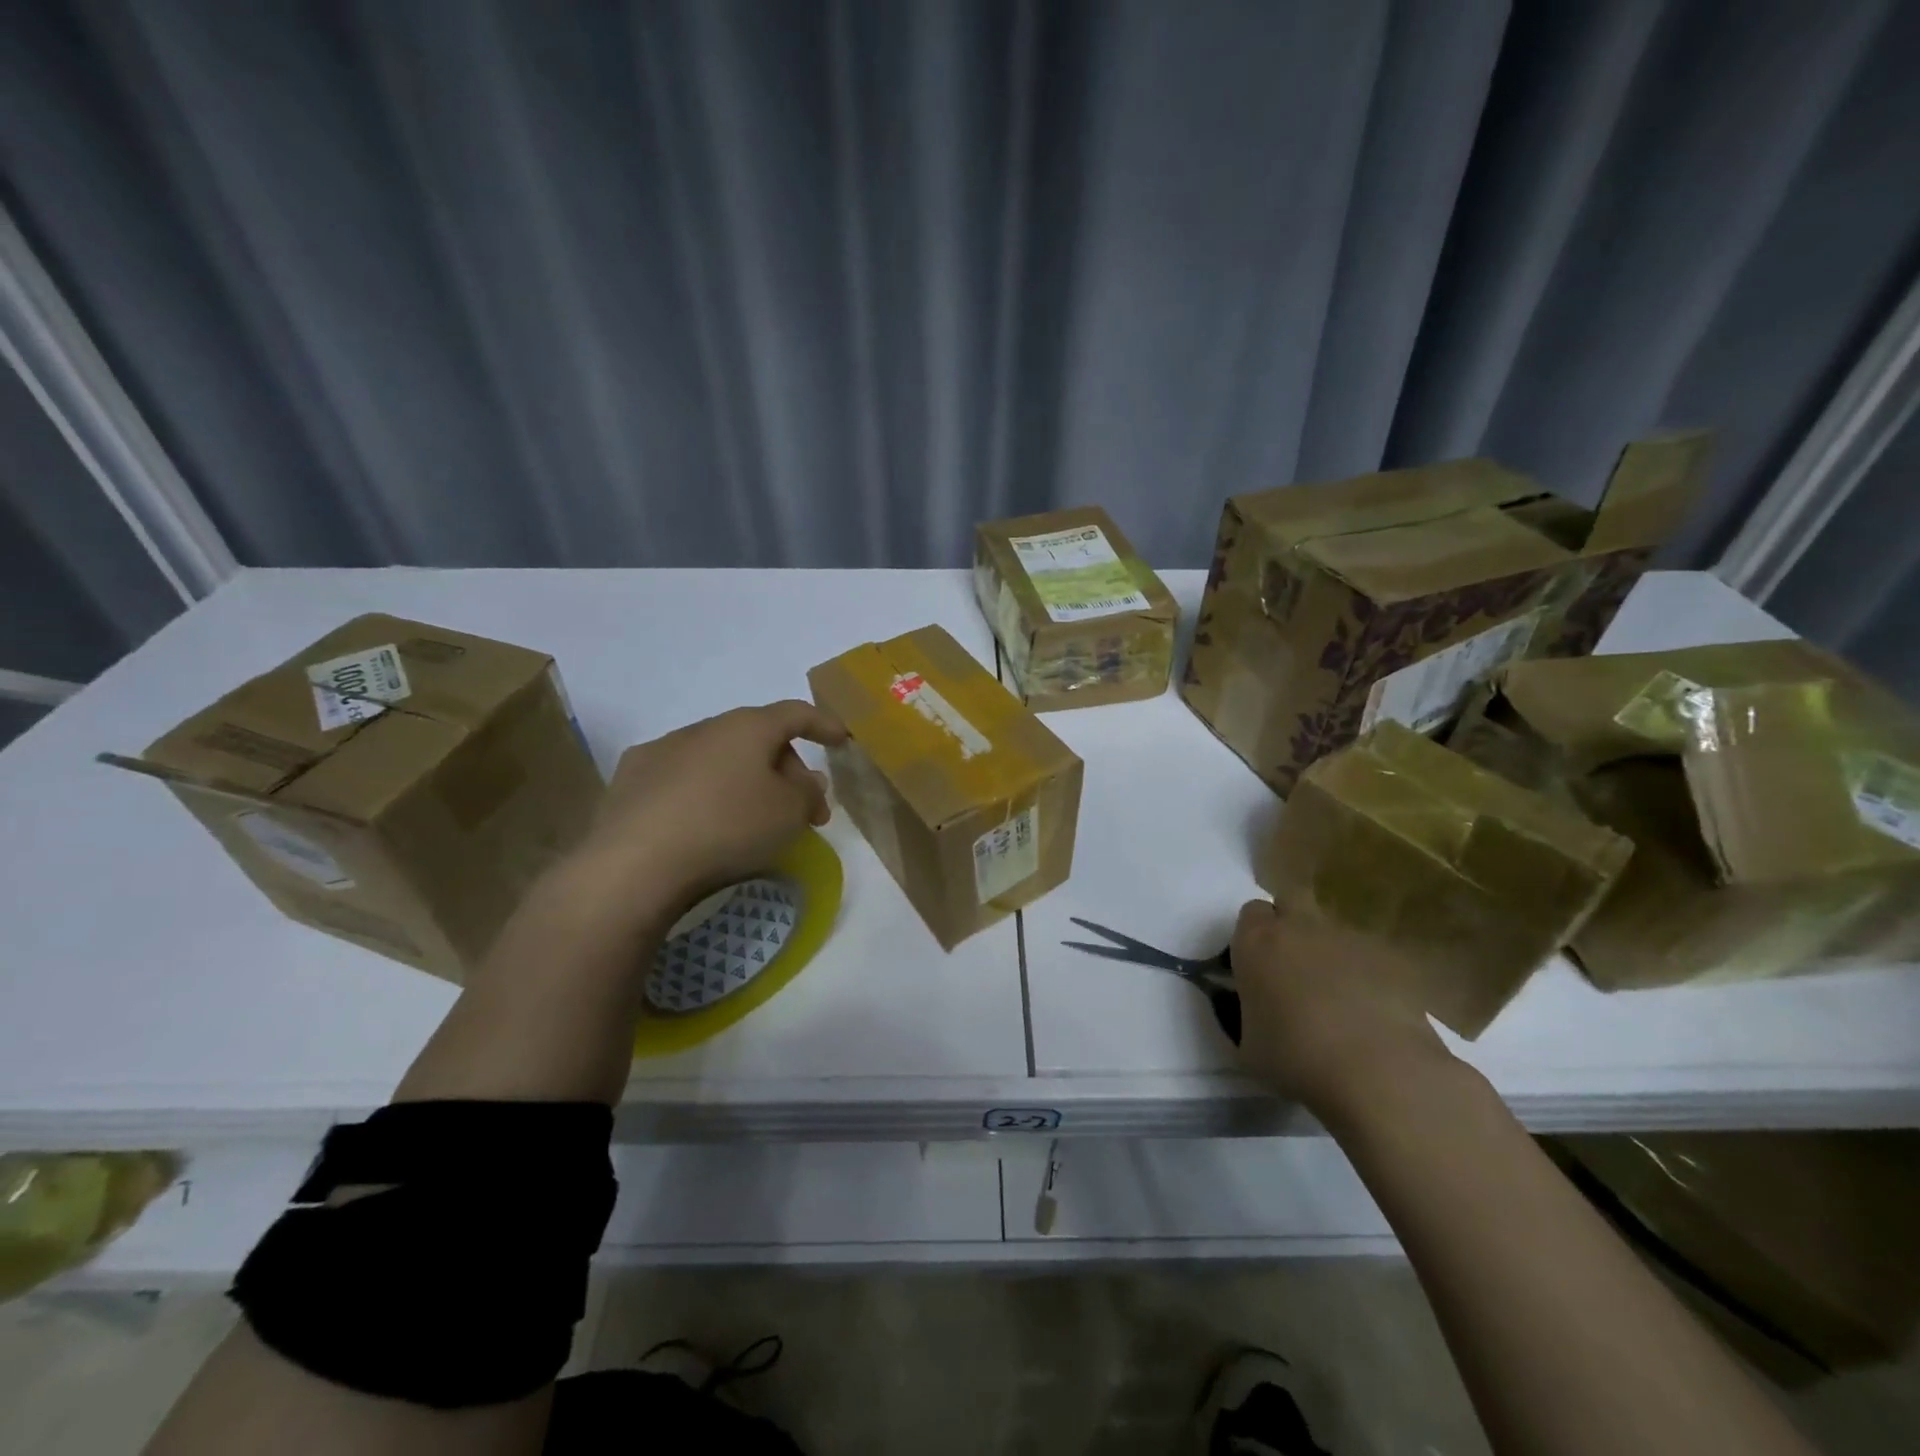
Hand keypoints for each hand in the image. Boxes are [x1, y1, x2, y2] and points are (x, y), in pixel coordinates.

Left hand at [569, 699, 847, 917]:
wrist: (634, 864)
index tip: (841, 741)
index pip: (795, 713)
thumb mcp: (789, 813)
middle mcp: (703, 728)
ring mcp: (661, 751)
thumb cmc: (727, 827)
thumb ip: (808, 793)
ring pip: (719, 759)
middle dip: (787, 770)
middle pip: (758, 739)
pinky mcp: (630, 781)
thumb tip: (807, 780)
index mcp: (746, 727)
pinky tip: (704, 825)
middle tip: (804, 810)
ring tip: (754, 821)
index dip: (823, 724)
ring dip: (745, 782)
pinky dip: (705, 794)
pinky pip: (684, 779)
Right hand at [1232, 899, 1455, 1116]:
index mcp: (1257, 941)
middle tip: (1291, 967)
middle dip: (1289, 923)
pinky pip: (1369, 957)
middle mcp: (1300, 926)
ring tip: (1336, 998)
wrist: (1379, 1072)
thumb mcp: (1246, 1046)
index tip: (1256, 966)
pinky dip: (1366, 975)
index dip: (1253, 935)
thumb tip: (1251, 1009)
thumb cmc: (1296, 1058)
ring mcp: (1349, 938)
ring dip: (1328, 951)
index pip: (1250, 913)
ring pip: (1332, 929)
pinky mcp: (1391, 959)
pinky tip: (1371, 1012)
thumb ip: (1241, 1016)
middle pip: (1291, 900)